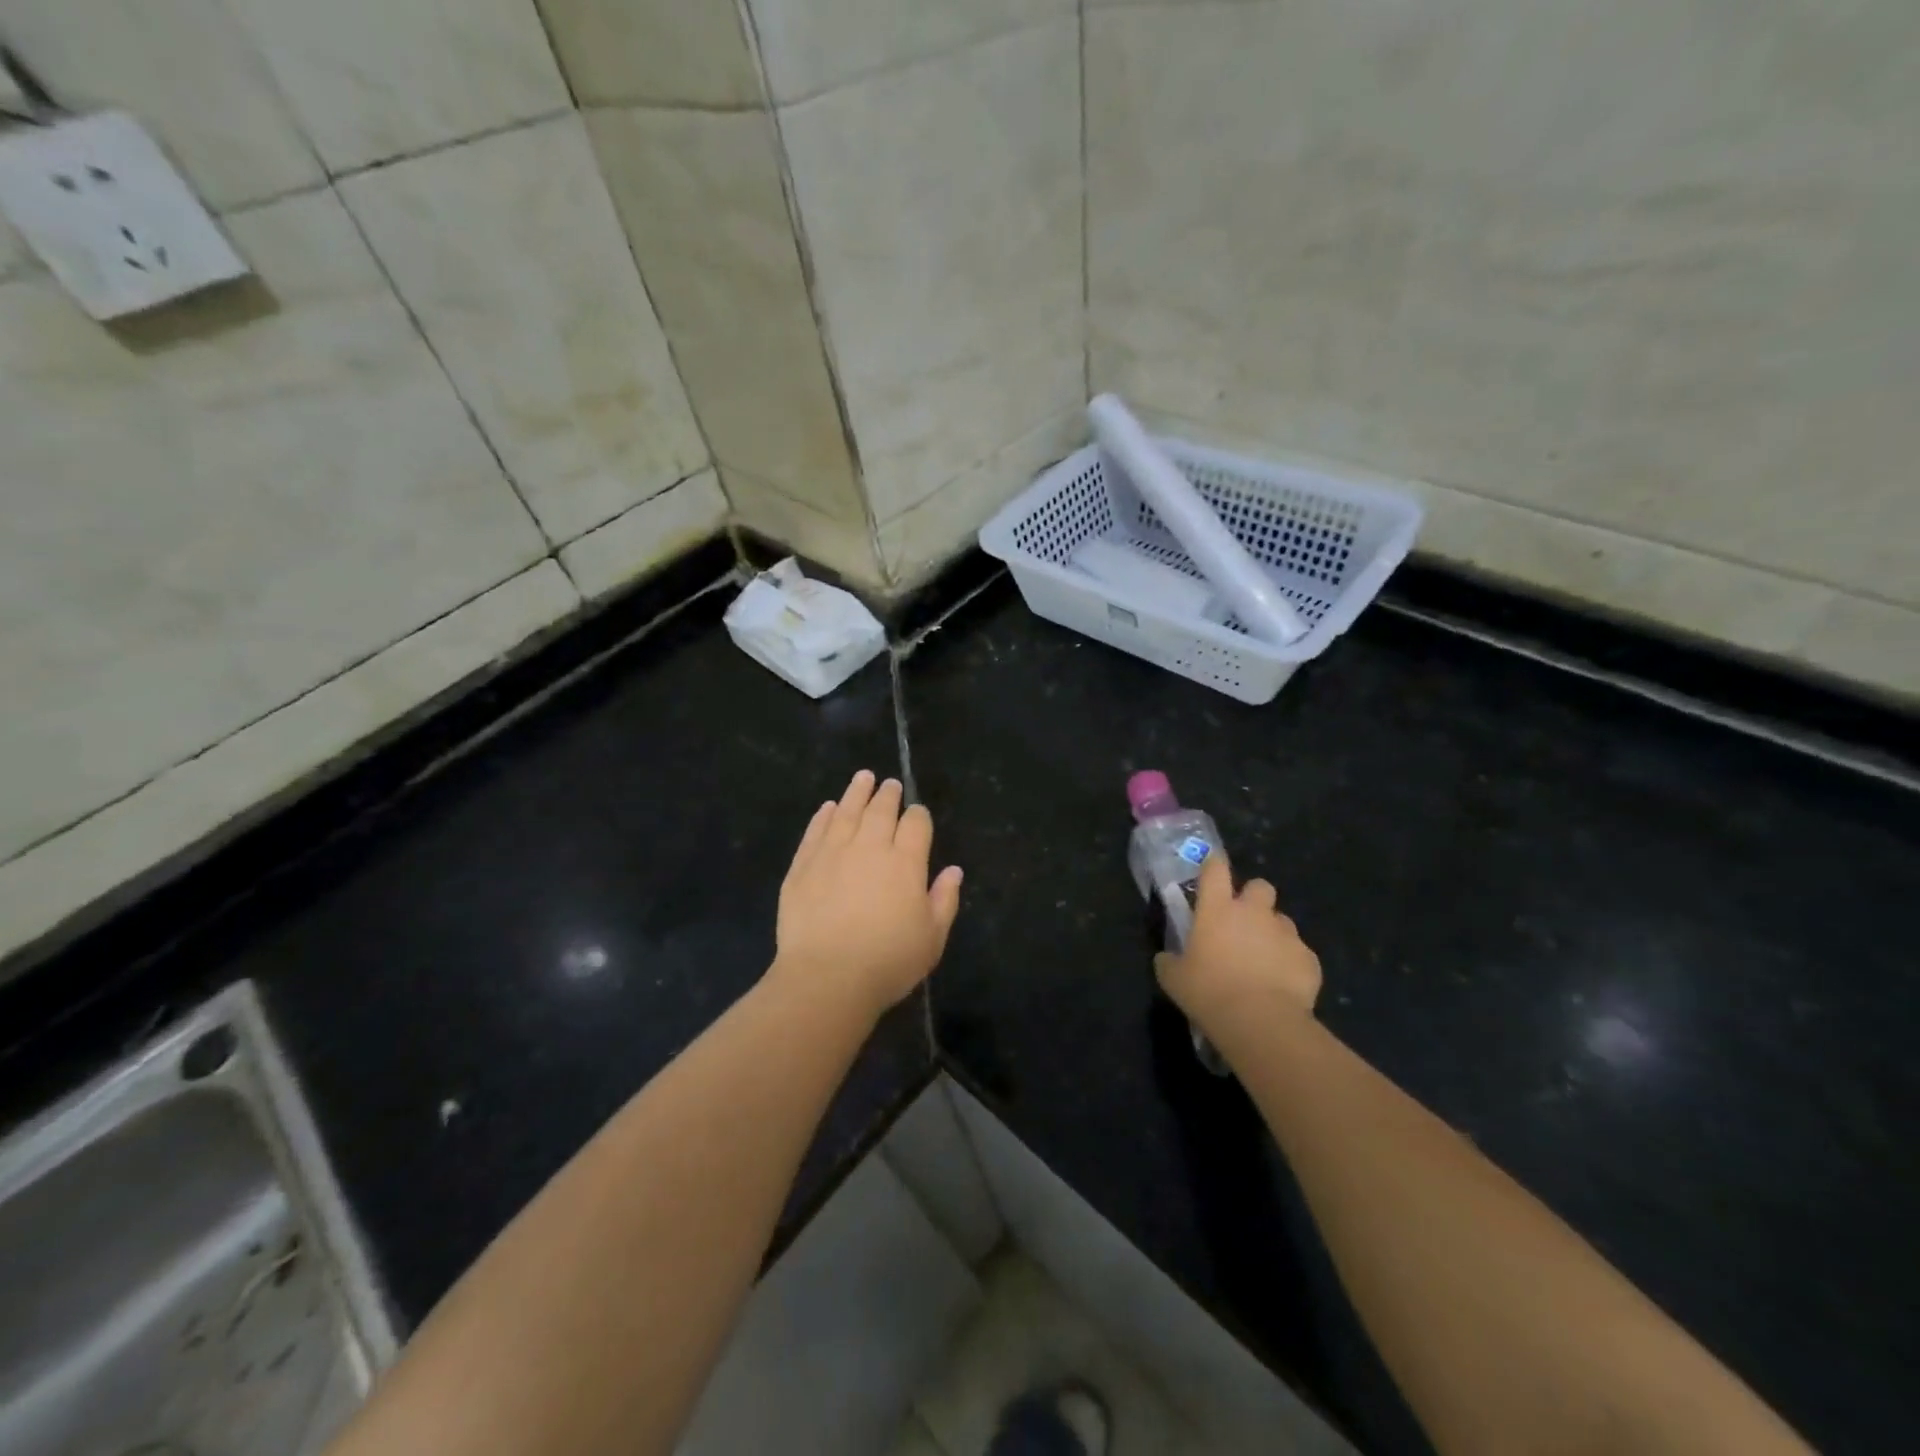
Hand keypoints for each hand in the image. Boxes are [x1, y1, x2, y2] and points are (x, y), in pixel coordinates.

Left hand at [772, 770, 963, 1020]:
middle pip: (881, 810)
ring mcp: (832, 853)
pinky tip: (828, 807)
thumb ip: (944, 899)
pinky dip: (824, 816)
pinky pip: (815, 831)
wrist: (827, 977)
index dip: (918, 815)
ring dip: (857, 792)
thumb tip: (953, 870)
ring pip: (847, 811)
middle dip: (888, 794)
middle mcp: (870, 847)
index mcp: (905, 862)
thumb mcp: (932, 938)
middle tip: (889, 784)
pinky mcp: (803, 866)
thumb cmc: (888, 961)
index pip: (915, 824)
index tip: (917, 813)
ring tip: (863, 777)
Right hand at [1155, 853, 1320, 1023]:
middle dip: (1253, 898)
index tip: (1211, 871)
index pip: (1215, 869)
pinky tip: (1281, 985)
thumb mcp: (1173, 979)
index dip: (1213, 866)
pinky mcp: (1309, 958)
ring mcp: (1285, 933)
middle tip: (1242, 922)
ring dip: (1272, 933)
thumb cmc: (1209, 992)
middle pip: (1259, 886)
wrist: (1261, 1022)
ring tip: (1263, 960)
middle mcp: (1254, 912)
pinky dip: (1290, 963)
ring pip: (1282, 920)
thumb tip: (1167, 958)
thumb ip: (1169, 961)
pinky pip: (1299, 953)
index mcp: (1217, 909)